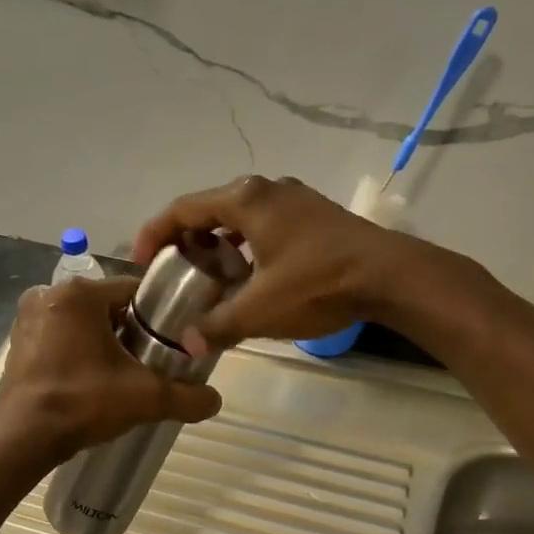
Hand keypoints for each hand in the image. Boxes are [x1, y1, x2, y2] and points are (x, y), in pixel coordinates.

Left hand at [0, 275, 222, 463]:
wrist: (23, 439)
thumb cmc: (83, 402)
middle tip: (148, 362)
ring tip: (121, 374)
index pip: (133, 290)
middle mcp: (48, 294)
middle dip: (129, 330)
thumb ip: (187, 397)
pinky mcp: (17, 342)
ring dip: (101, 341)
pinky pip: (59, 336)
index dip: (157, 315)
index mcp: (79, 293)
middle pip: (107, 306)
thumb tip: (215, 400)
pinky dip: (76, 351)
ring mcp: (27, 318)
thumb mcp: (145, 398)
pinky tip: (89, 379)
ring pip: (82, 322)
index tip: (171, 340)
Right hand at [133, 176, 415, 351]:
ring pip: (240, 216)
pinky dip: (247, 244)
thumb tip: (187, 344)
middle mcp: (266, 189)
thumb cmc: (318, 284)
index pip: (182, 208)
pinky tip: (252, 274)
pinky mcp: (315, 213)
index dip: (154, 233)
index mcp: (245, 200)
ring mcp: (294, 198)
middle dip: (187, 239)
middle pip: (210, 209)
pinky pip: (265, 223)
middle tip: (176, 272)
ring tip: (211, 275)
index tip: (142, 262)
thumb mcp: (261, 310)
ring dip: (219, 242)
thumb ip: (218, 325)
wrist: (391, 276)